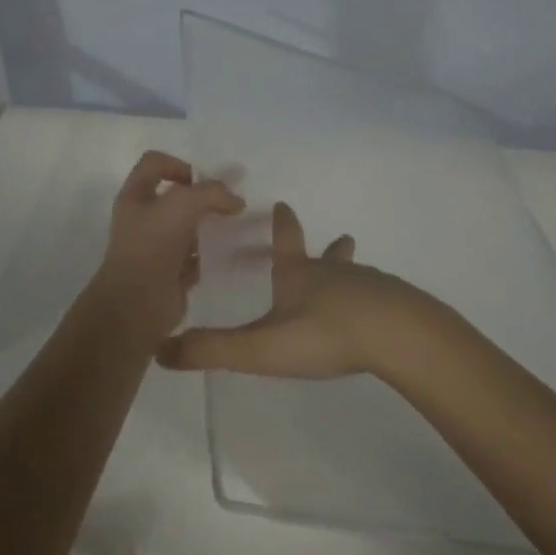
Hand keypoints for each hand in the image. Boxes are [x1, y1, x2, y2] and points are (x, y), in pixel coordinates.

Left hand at [82, 150, 243, 348]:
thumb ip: (212, 193)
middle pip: (176, 196)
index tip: (203, 181)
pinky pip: (198, 257)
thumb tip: (236, 202)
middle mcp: (144, 219)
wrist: (138, 303)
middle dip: (204, 197)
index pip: (155, 163)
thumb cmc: (153, 244)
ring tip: (238, 227)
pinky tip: (234, 253)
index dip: (179, 164)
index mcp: (136, 196)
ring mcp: (157, 247)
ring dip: (212, 226)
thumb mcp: (183, 203)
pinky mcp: (172, 272)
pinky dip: (214, 254)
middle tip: (231, 204)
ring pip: (189, 227)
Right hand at [156, 201, 440, 380]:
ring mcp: (369, 286)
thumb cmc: (323, 333)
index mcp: (298, 274)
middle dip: (328, 247)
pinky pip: (381, 298)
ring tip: (356, 277)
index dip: (281, 224)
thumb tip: (159, 351)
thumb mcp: (260, 347)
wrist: (396, 335)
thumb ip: (212, 350)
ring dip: (351, 271)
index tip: (282, 204)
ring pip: (357, 274)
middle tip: (340, 238)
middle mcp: (333, 272)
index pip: (285, 241)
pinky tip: (378, 316)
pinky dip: (374, 300)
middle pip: (329, 253)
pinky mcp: (396, 305)